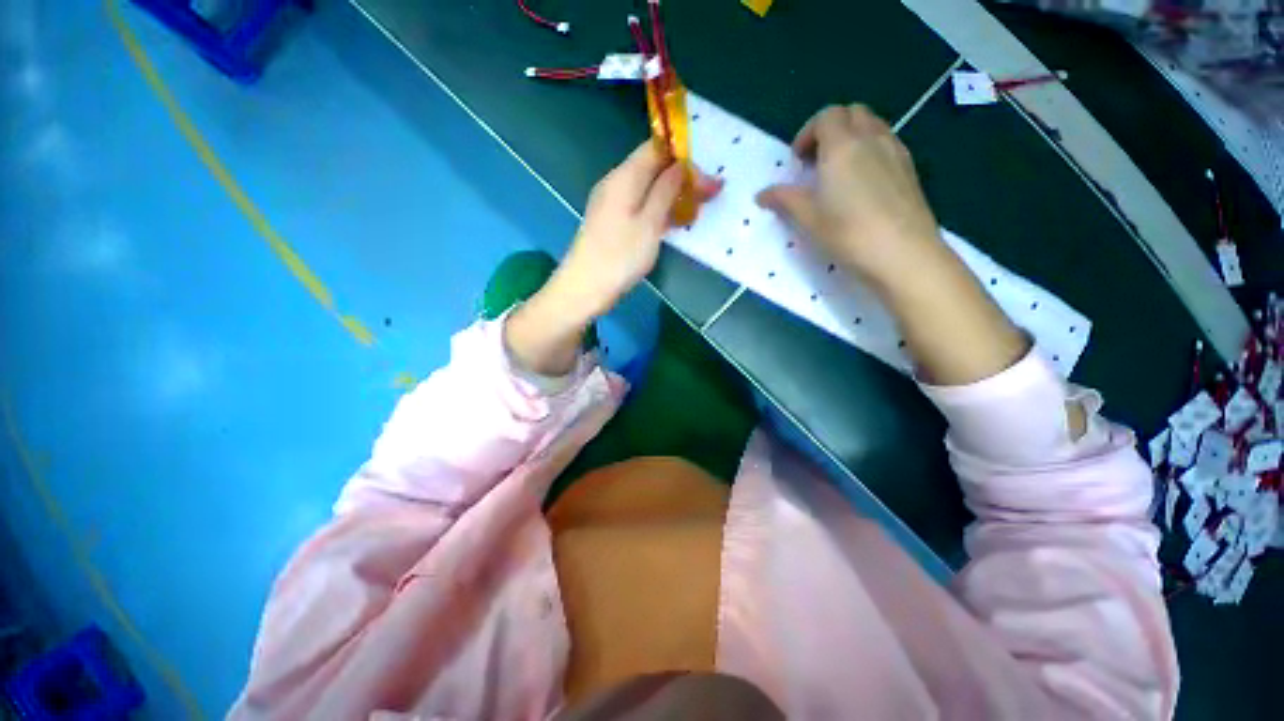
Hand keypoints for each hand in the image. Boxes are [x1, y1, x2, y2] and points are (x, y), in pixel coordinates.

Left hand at [554, 140, 720, 320]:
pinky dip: (659, 210)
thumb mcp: (649, 223)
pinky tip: (673, 223)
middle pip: (653, 167)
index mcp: (624, 177)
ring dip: (672, 196)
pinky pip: (640, 206)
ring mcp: (611, 203)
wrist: (584, 288)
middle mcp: (616, 183)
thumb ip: (666, 191)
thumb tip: (681, 165)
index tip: (708, 179)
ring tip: (696, 210)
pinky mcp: (612, 222)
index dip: (685, 158)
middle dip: (682, 177)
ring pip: (647, 188)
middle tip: (709, 196)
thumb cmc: (619, 257)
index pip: (657, 149)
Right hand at [756, 104, 947, 291]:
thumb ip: (783, 199)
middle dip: (831, 130)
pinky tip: (863, 184)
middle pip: (852, 113)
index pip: (826, 116)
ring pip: (873, 126)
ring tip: (839, 173)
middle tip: (817, 162)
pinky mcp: (910, 168)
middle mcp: (871, 138)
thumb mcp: (807, 218)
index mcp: (842, 145)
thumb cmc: (847, 232)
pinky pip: (887, 143)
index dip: (807, 133)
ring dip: (853, 138)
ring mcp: (895, 151)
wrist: (902, 252)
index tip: (798, 163)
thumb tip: (761, 194)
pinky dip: (870, 150)